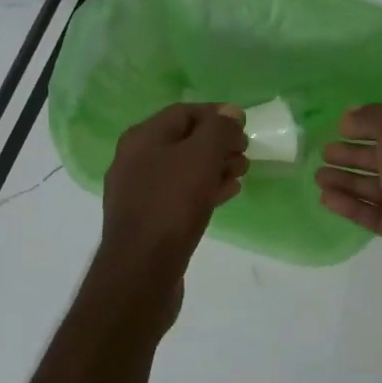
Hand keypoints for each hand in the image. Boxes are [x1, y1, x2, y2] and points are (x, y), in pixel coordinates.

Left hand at [99, 102, 248, 283]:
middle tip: (246, 153)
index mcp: (142, 138)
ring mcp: (139, 191)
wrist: (141, 270)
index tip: (245, 127)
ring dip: (215, 166)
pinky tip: (228, 194)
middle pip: (183, 140)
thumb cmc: (171, 205)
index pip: (183, 112)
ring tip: (242, 172)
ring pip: (183, 168)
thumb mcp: (200, 158)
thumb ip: (217, 130)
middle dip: (217, 143)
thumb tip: (229, 112)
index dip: (216, 115)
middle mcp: (135, 160)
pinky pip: (180, 194)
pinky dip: (205, 189)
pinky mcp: (148, 219)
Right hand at [315, 105, 381, 329]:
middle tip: (324, 152)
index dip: (372, 124)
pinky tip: (326, 199)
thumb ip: (374, 117)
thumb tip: (350, 117)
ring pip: (380, 186)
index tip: (340, 128)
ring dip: (348, 179)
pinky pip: (376, 213)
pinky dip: (352, 204)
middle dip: (355, 154)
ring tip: (317, 176)